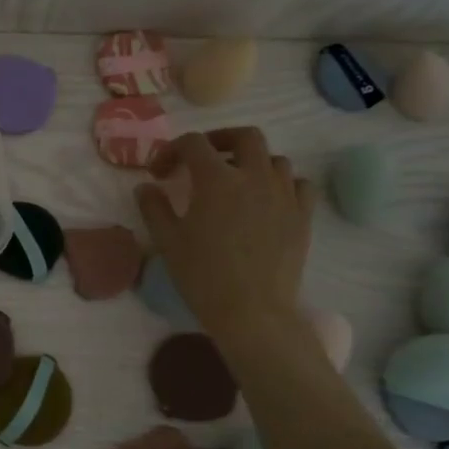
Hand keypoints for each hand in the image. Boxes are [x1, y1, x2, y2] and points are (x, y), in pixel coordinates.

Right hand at [134, 128, 315, 339]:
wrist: (252, 311)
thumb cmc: (203, 275)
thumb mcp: (167, 241)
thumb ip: (154, 207)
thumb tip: (146, 186)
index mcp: (216, 179)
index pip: (193, 143)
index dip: (171, 150)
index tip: (160, 173)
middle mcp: (254, 176)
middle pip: (244, 137)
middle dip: (220, 140)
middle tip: (203, 159)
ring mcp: (283, 195)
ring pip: (275, 158)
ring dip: (252, 162)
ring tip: (236, 181)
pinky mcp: (302, 216)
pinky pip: (298, 184)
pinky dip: (282, 183)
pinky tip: (268, 199)